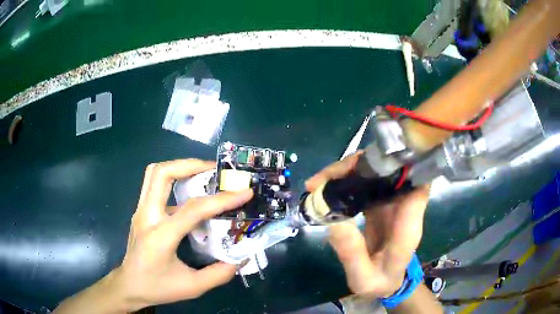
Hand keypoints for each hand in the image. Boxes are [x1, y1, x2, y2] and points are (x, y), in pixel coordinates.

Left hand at [54, 159, 252, 313]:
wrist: (129, 285)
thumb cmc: (157, 287)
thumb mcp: (192, 287)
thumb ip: (219, 274)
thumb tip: (241, 260)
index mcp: (161, 236)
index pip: (193, 209)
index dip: (221, 199)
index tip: (244, 192)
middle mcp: (147, 216)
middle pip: (162, 173)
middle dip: (190, 164)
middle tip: (213, 170)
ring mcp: (141, 211)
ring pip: (154, 173)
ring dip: (178, 166)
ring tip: (201, 173)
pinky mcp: (141, 211)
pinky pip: (154, 184)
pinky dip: (173, 179)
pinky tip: (188, 193)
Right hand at [305, 152, 429, 299]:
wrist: (387, 283)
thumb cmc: (379, 283)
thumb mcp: (363, 278)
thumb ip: (353, 254)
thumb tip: (334, 221)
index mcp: (407, 224)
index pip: (416, 184)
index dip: (401, 166)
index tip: (368, 164)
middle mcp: (403, 206)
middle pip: (390, 171)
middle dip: (359, 166)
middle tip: (323, 179)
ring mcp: (391, 202)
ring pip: (375, 172)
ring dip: (348, 170)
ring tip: (317, 183)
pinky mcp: (379, 203)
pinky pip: (365, 182)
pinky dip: (345, 180)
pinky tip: (324, 187)